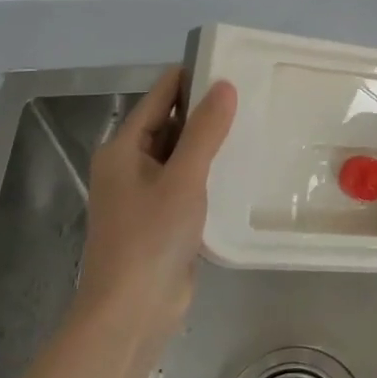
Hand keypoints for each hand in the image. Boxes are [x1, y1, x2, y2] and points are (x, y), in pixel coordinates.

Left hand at [77, 68, 236, 338]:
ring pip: (180, 154)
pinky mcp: (160, 219)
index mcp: (123, 148)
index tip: (231, 65)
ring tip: (253, 125)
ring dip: (209, 143)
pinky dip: (208, 172)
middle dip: (205, 111)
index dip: (191, 78)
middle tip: (252, 96)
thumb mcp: (183, 178)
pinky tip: (240, 169)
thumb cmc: (151, 238)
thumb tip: (225, 85)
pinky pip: (186, 182)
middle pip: (169, 123)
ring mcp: (144, 194)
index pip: (159, 96)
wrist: (132, 313)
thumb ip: (204, 130)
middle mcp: (129, 165)